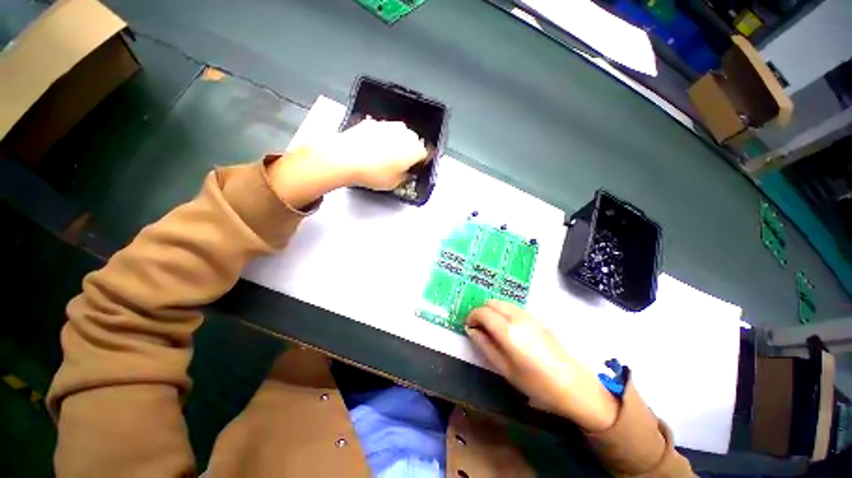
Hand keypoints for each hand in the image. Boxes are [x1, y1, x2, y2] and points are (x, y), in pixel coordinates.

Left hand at [320, 118, 428, 190]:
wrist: (345, 158)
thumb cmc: (373, 172)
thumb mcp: (394, 184)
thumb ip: (405, 178)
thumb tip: (406, 175)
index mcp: (415, 148)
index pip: (425, 154)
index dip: (420, 163)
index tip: (415, 169)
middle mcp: (404, 133)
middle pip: (412, 142)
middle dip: (408, 152)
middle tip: (399, 165)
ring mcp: (387, 125)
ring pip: (397, 135)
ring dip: (394, 144)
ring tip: (383, 159)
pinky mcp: (371, 123)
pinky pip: (381, 132)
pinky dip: (379, 139)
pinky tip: (371, 151)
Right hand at [466, 300, 618, 431]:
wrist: (574, 385)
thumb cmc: (536, 383)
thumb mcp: (505, 369)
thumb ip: (485, 346)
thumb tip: (471, 330)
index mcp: (508, 330)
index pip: (482, 312)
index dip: (471, 317)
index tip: (469, 327)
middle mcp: (517, 316)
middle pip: (491, 302)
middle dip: (481, 311)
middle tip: (479, 328)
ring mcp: (529, 315)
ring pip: (502, 303)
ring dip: (492, 310)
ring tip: (492, 329)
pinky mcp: (537, 318)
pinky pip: (513, 307)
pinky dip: (503, 312)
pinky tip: (507, 329)